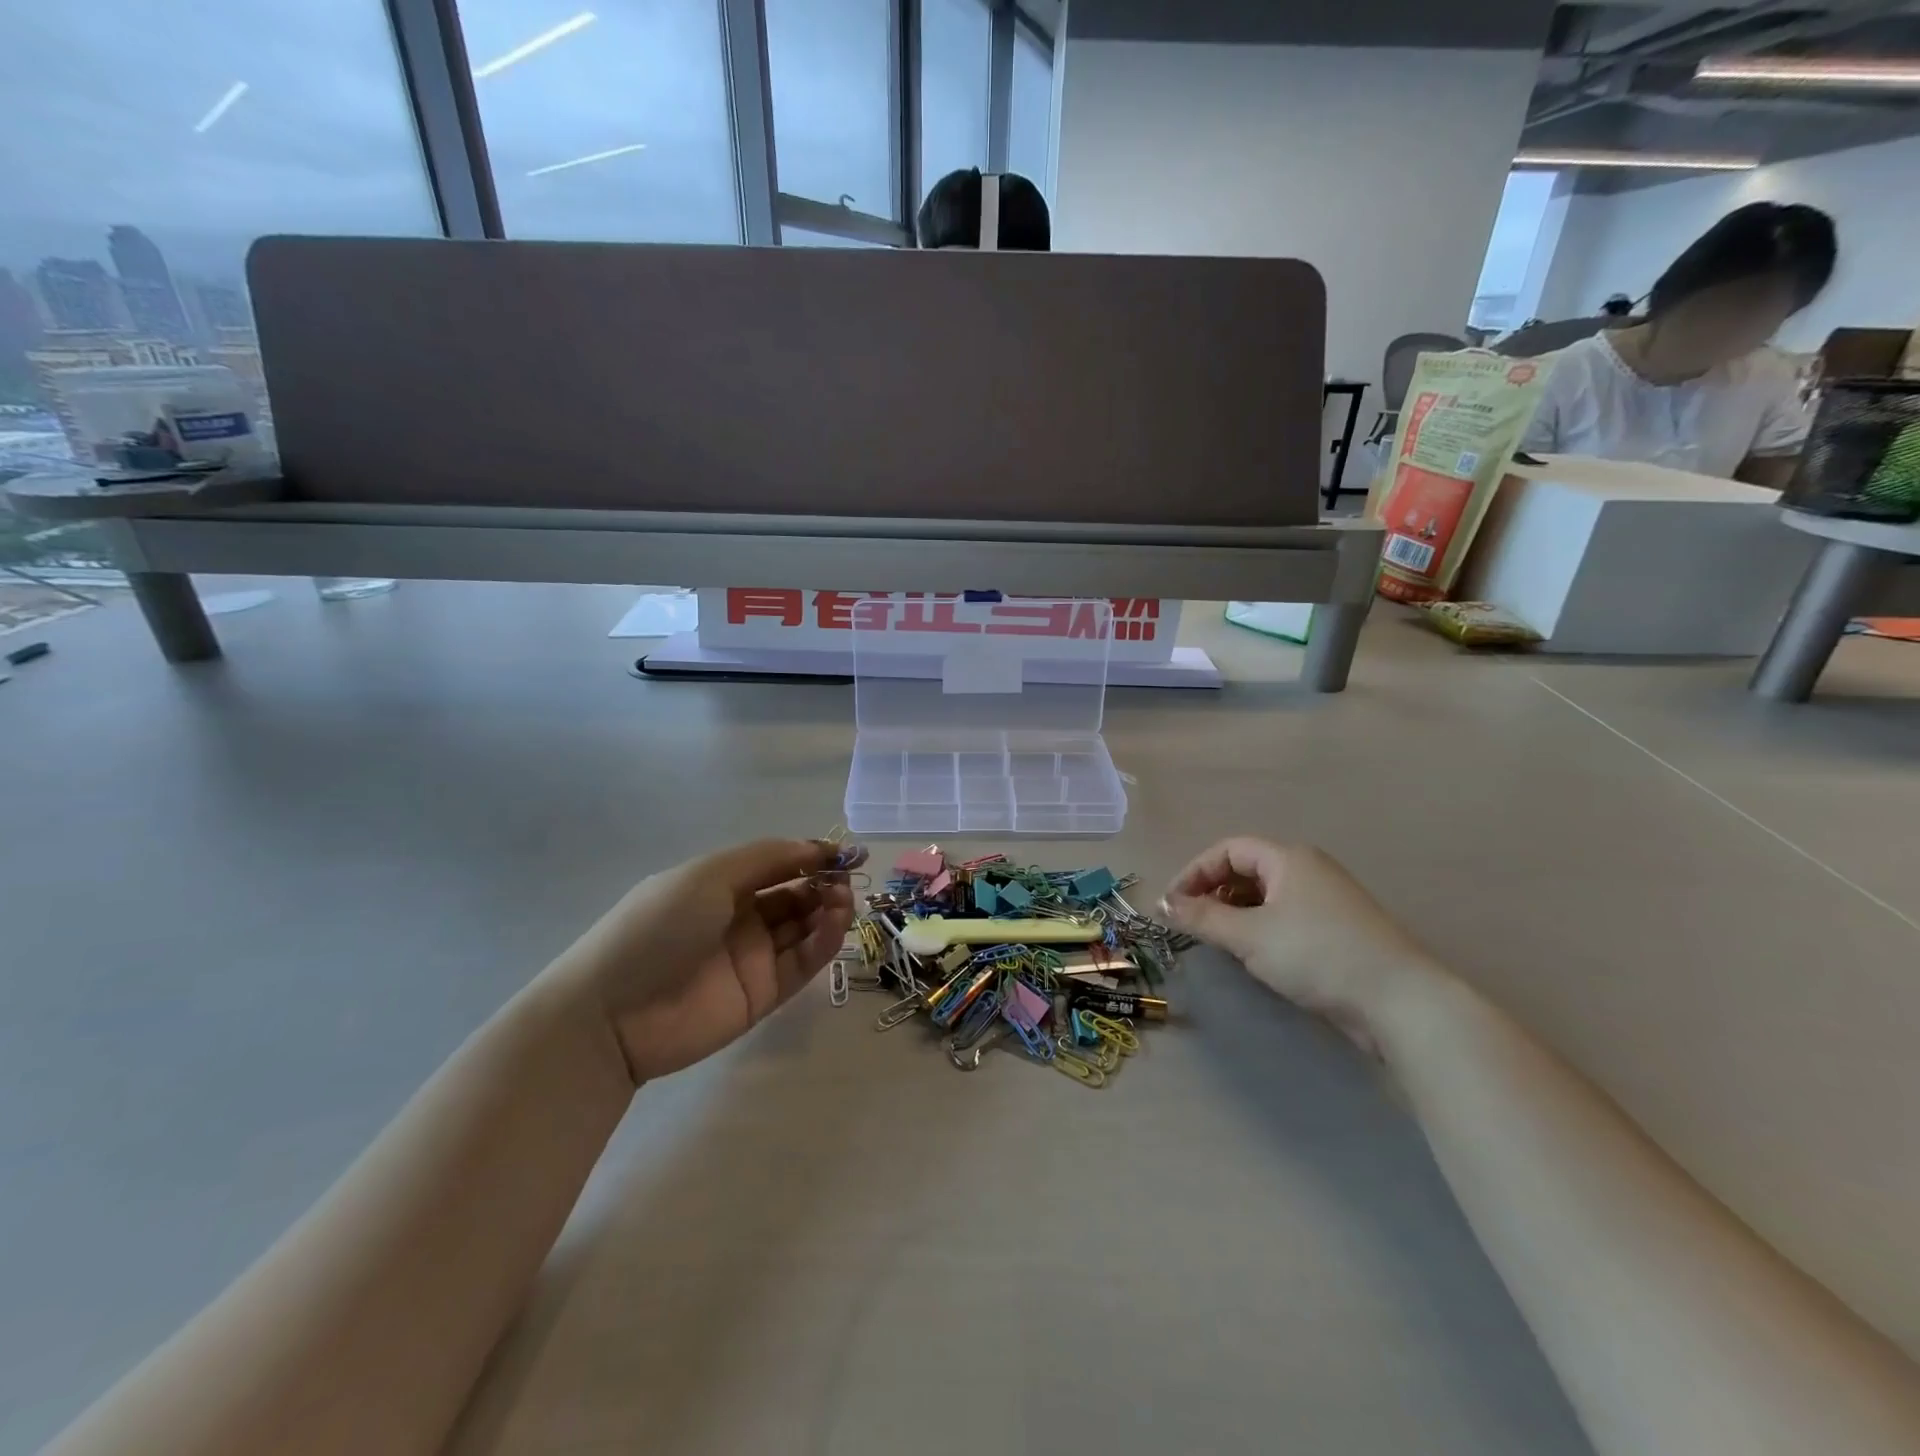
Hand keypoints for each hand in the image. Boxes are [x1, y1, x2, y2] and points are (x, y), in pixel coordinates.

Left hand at [551, 839, 856, 1084]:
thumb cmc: (658, 927)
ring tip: (843, 901)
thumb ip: (768, 859)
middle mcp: (740, 917)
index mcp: (721, 884)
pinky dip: (824, 942)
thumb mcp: (709, 876)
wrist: (612, 1013)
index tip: (849, 852)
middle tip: (847, 879)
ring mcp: (752, 957)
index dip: (812, 856)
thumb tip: (816, 847)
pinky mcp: (763, 995)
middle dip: (825, 883)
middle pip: (796, 895)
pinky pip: (802, 963)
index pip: (778, 864)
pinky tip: (836, 924)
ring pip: (804, 928)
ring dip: (829, 910)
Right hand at [1160, 837, 1445, 1055]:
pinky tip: (1253, 953)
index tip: (1172, 904)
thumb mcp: (1249, 936)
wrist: (1399, 1001)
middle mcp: (1308, 869)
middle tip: (1191, 923)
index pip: (1228, 849)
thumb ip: (1202, 918)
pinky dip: (1260, 927)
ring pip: (1266, 895)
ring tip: (1218, 940)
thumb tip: (1163, 905)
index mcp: (1288, 858)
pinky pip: (1285, 915)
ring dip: (1234, 911)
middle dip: (1213, 892)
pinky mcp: (1337, 929)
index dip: (1195, 872)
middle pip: (1246, 869)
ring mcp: (1326, 899)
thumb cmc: (1316, 954)